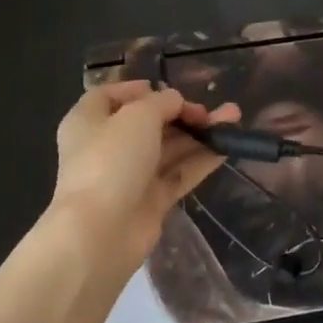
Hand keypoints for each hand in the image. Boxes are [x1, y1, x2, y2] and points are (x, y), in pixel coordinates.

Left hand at [50, 81, 240, 270]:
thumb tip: (175, 101)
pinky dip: (200, 160)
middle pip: (147, 123)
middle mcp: (106, 146)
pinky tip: (226, 148)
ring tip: (233, 119)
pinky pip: (178, 174)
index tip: (168, 90)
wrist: (100, 231)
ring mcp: (129, 176)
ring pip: (168, 148)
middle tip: (209, 111)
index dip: (139, 90)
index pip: (110, 97)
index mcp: (89, 121)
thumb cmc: (111, 159)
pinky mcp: (149, 201)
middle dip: (182, 113)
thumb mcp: (138, 115)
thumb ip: (163, 102)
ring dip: (198, 134)